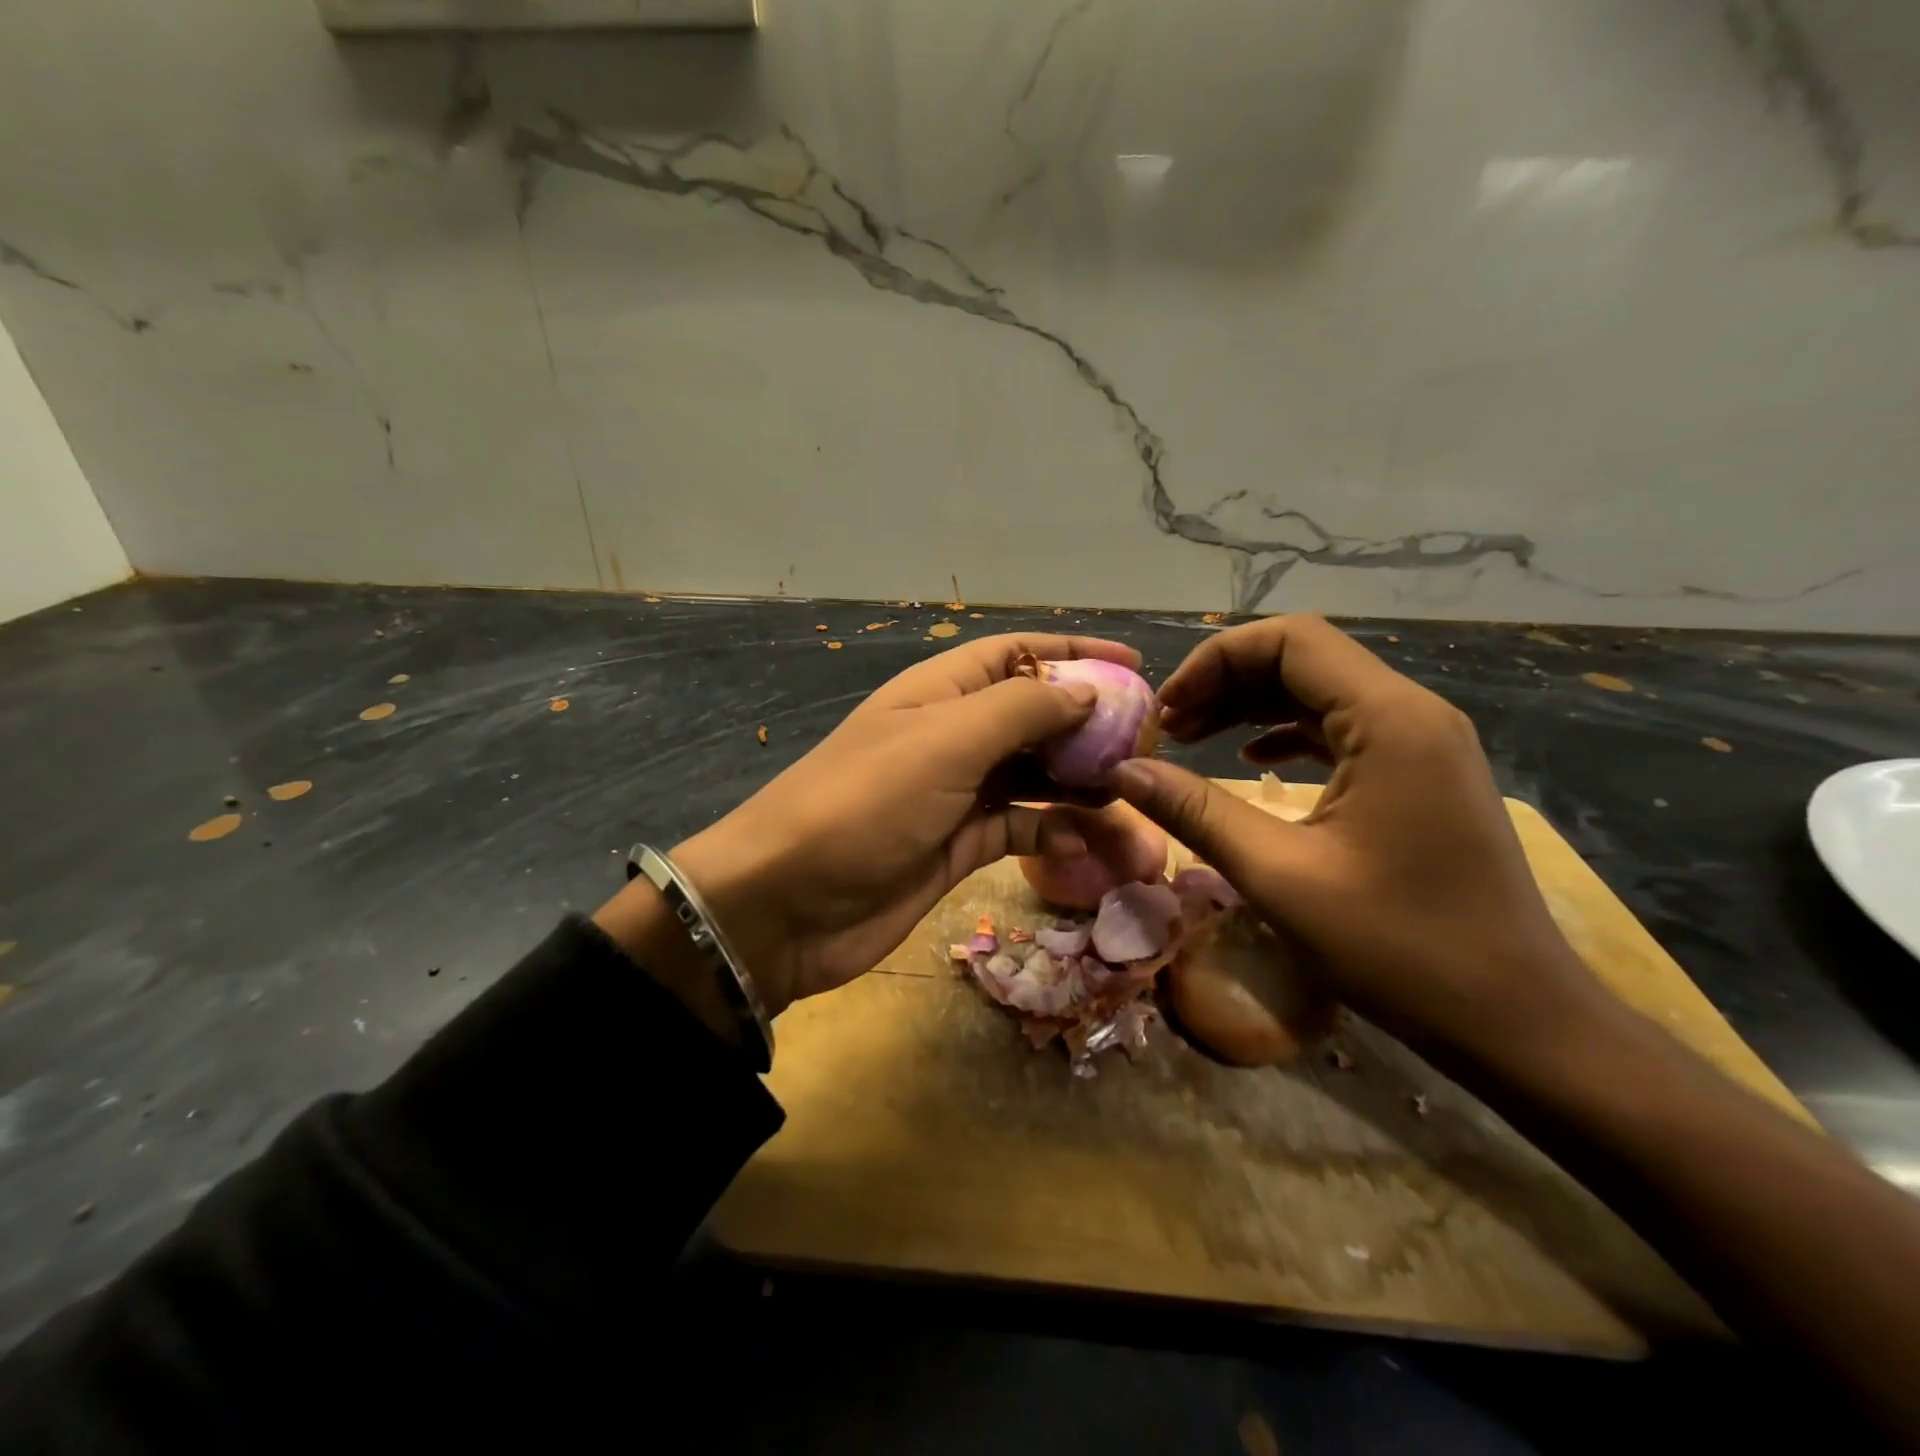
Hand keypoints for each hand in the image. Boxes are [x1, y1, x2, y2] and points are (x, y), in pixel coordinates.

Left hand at [598, 633, 1138, 1020]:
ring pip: (1033, 776)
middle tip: (1145, 744)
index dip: (1073, 654)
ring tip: (1131, 796)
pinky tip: (1087, 842)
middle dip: (1087, 725)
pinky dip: (1053, 831)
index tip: (1135, 665)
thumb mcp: (944, 742)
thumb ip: (1020, 711)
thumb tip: (1085, 692)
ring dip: (1079, 784)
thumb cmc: (863, 805)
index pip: (1017, 655)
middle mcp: (950, 736)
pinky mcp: (956, 845)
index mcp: (940, 693)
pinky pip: (1019, 827)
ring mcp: (954, 793)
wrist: (785, 905)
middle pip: (1032, 716)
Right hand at [1109, 614, 1609, 1066]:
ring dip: (1250, 707)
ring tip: (1192, 740)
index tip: (1166, 710)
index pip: (1289, 640)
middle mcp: (1412, 713)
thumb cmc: (1398, 947)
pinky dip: (1285, 734)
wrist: (1515, 1020)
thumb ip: (1195, 811)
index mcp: (1389, 719)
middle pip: (1303, 659)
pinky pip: (1341, 729)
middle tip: (1168, 729)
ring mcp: (1422, 744)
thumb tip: (1122, 770)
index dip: (1214, 661)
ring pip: (1320, 693)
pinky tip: (1249, 764)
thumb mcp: (1278, 875)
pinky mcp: (1420, 775)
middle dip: (1225, 683)